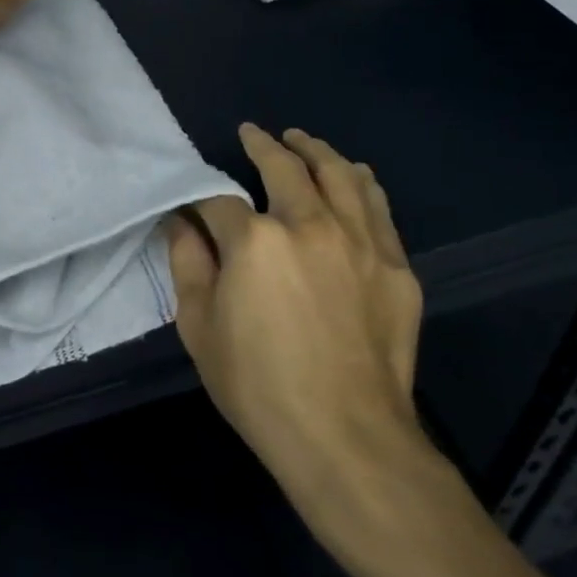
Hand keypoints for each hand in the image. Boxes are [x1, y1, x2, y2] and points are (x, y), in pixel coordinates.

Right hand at [167, 124, 439, 548]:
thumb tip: (181, 220)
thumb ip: (186, 262)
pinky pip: (378, 208)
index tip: (196, 203)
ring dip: (316, 150)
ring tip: (302, 140)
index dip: (203, 197)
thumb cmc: (259, 387)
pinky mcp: (395, 266)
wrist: (348, 441)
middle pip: (285, 167)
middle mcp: (310, 224)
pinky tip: (353, 175)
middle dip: (264, 145)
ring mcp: (359, 242)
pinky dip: (361, 183)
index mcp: (255, 240)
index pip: (221, 198)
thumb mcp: (199, 327)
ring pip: (339, 175)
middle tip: (254, 134)